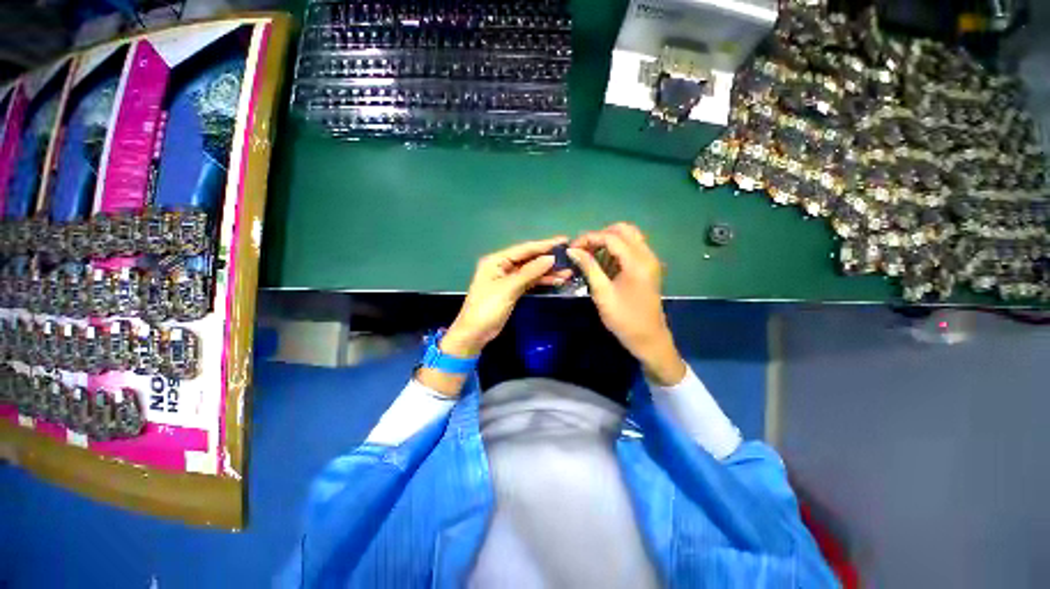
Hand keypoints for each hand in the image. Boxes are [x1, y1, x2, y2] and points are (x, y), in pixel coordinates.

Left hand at [442, 236, 571, 357]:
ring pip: (531, 271)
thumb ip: (529, 272)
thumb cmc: (487, 308)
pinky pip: (530, 282)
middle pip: (529, 259)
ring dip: (548, 272)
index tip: (563, 241)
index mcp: (496, 260)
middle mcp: (502, 266)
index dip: (544, 245)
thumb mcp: (508, 288)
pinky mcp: (513, 290)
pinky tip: (557, 280)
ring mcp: (508, 279)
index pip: (524, 249)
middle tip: (569, 256)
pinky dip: (542, 281)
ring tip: (568, 271)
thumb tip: (550, 258)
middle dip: (548, 258)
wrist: (475, 333)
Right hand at [568, 223, 685, 385]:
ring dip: (608, 241)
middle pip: (623, 230)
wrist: (649, 339)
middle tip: (583, 250)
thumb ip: (588, 267)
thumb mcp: (602, 293)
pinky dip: (616, 250)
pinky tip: (603, 263)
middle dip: (600, 235)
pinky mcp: (649, 268)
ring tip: (590, 255)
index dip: (589, 238)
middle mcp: (647, 255)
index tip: (572, 248)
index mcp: (637, 262)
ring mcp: (650, 261)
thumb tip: (572, 250)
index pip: (610, 237)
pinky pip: (632, 248)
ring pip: (629, 237)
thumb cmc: (624, 319)